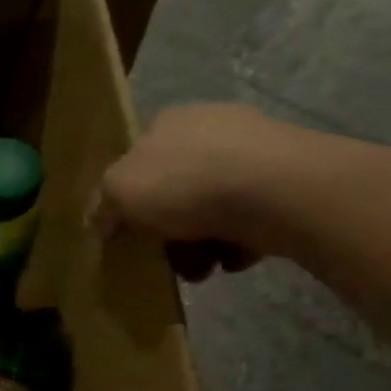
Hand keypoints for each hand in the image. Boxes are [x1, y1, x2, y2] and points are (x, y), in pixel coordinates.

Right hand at [92, 103, 304, 279]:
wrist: (280, 191)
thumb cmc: (185, 182)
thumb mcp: (118, 193)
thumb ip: (102, 206)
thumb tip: (98, 221)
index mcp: (168, 121)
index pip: (138, 156)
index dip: (128, 195)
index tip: (127, 228)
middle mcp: (212, 127)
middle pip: (176, 185)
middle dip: (167, 227)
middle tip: (163, 256)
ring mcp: (257, 151)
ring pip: (213, 205)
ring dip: (200, 242)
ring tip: (200, 269)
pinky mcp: (292, 180)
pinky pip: (251, 218)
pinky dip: (238, 242)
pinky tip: (233, 259)